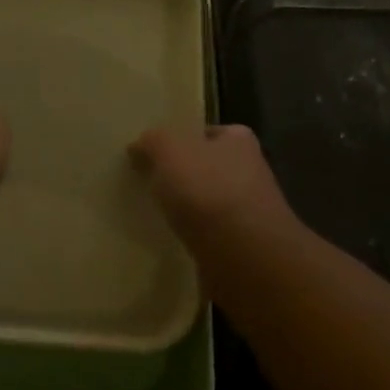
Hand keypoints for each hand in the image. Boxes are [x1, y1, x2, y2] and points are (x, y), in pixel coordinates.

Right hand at [129, 123, 294, 242]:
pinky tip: (174, 241)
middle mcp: (251, 171)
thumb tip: (139, 146)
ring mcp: (250, 212)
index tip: (156, 153)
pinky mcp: (244, 247)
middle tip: (150, 183)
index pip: (208, 132)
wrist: (245, 257)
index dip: (182, 139)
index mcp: (239, 140)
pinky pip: (211, 234)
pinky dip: (195, 236)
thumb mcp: (170, 151)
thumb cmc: (208, 190)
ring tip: (157, 214)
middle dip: (184, 175)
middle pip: (209, 167)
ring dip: (189, 209)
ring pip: (210, 202)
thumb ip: (153, 142)